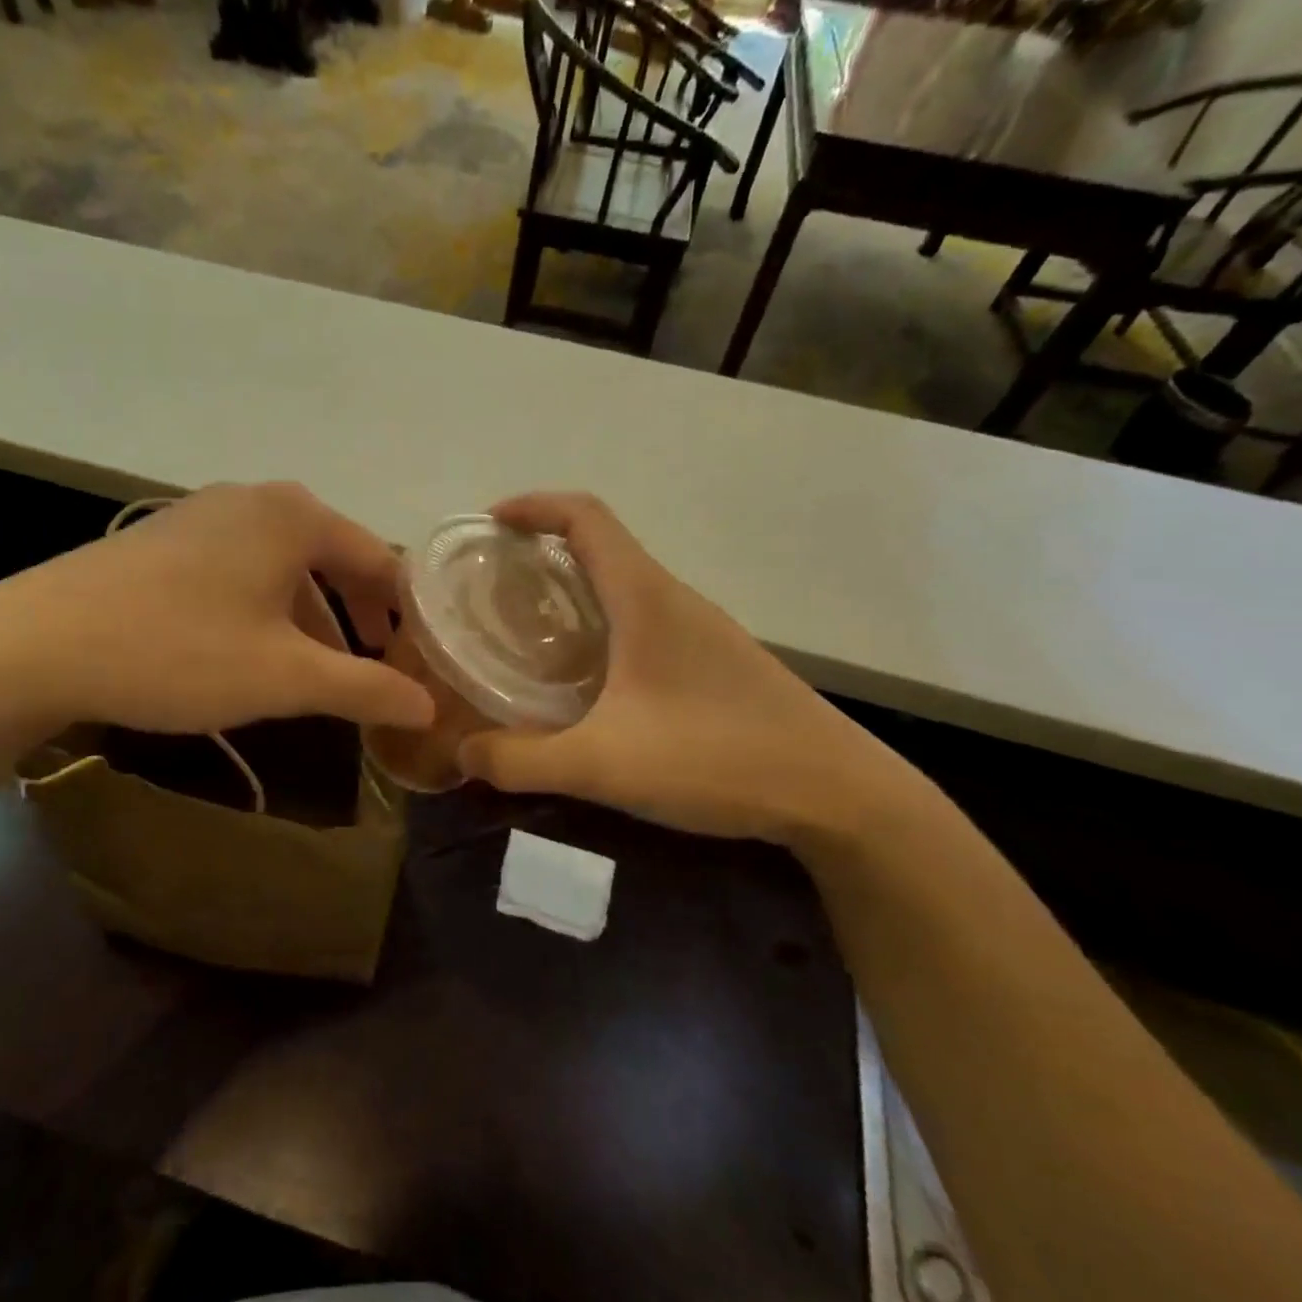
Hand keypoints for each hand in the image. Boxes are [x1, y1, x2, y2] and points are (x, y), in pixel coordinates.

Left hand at [0, 482, 435, 737]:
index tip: (416, 662)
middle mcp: (255, 499)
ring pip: (284, 567)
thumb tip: (428, 706)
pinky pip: (241, 570)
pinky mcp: (165, 539)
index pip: (380, 560)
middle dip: (357, 618)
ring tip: (315, 673)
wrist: (36, 644)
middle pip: (333, 558)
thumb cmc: (180, 651)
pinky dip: (265, 609)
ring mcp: (204, 514)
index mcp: (296, 516)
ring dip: (310, 619)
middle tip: (374, 670)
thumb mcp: (286, 677)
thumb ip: (366, 688)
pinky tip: (250, 653)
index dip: (403, 615)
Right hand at [457, 494, 925, 847]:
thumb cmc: (718, 758)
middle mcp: (673, 599)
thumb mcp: (603, 764)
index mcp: (645, 597)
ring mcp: (700, 630)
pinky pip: (643, 622)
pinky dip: (601, 628)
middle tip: (492, 591)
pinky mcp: (715, 662)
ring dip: (572, 592)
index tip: (487, 526)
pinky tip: (585, 682)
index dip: (532, 506)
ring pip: (623, 587)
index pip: (584, 516)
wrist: (839, 794)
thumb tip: (463, 756)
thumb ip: (522, 761)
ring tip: (526, 634)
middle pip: (601, 546)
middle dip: (541, 553)